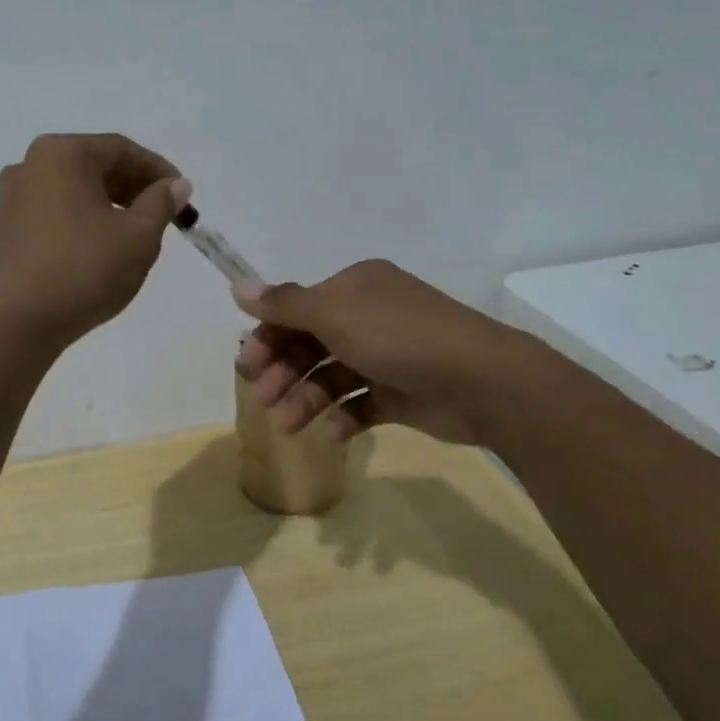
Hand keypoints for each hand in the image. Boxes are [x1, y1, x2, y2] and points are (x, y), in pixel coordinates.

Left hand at [0, 133, 191, 348]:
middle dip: (132, 187)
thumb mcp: (138, 236)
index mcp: (62, 154)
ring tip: (134, 234)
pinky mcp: (5, 229)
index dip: (157, 170)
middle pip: (93, 165)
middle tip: (162, 214)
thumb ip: (161, 203)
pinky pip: (53, 211)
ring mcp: (12, 197)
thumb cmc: (85, 269)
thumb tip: (176, 185)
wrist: (18, 322)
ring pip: (73, 190)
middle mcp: (30, 165)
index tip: (182, 195)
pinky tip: (98, 248)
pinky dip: (81, 219)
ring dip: (107, 204)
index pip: (121, 149)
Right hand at [233, 259, 541, 445]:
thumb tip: (237, 286)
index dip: (269, 336)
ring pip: (331, 376)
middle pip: (311, 343)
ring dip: (306, 399)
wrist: (482, 381)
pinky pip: (360, 403)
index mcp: (355, 288)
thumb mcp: (334, 314)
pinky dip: (341, 417)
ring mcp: (387, 356)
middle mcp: (369, 316)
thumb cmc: (399, 337)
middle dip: (284, 371)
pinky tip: (330, 433)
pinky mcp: (401, 393)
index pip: (299, 309)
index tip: (247, 365)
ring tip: (289, 426)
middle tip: (262, 399)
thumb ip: (284, 304)